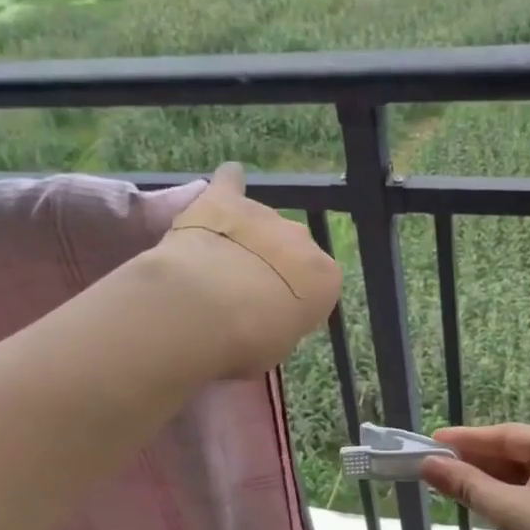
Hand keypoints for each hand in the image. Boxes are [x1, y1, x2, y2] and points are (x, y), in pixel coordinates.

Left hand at [155, 163, 340, 379]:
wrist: (205, 310)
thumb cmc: (248, 341)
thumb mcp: (277, 346)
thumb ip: (281, 323)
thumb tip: (269, 317)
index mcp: (325, 279)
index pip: (318, 286)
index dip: (295, 300)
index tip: (274, 315)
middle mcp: (303, 239)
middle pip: (291, 249)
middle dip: (273, 265)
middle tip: (243, 291)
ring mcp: (266, 215)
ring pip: (261, 222)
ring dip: (246, 237)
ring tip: (218, 262)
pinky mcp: (226, 199)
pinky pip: (231, 183)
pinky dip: (229, 185)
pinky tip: (225, 183)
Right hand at [420, 425, 529, 529]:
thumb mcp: (513, 514)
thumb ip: (470, 487)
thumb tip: (429, 464)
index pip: (509, 436)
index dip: (467, 440)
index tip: (432, 441)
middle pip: (516, 453)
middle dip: (476, 462)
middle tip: (434, 464)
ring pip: (524, 476)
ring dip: (489, 482)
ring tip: (448, 482)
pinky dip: (508, 498)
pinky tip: (480, 501)